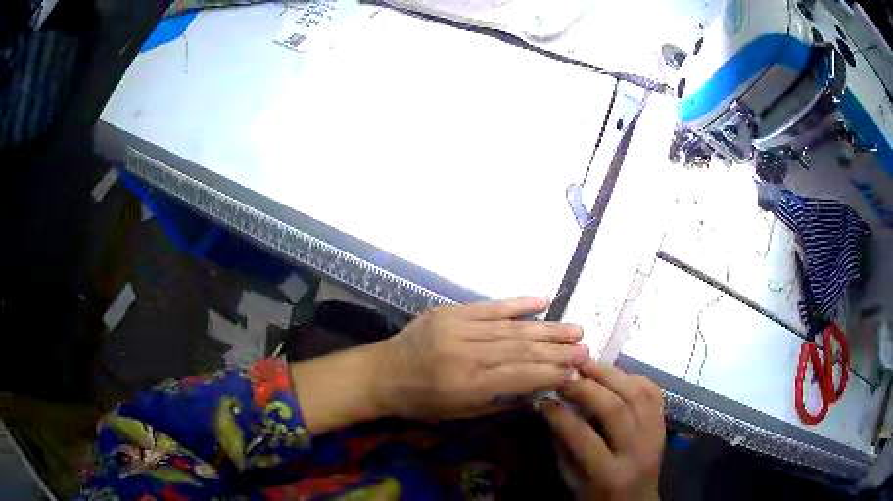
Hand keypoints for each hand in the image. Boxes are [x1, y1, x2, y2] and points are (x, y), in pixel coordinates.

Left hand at [373, 297, 588, 420]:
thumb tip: (538, 389)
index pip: (518, 376)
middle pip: (520, 349)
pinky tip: (543, 300)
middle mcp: (463, 353)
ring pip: (510, 327)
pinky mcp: (449, 312)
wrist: (380, 373)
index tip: (576, 371)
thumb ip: (499, 401)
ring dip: (546, 328)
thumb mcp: (458, 414)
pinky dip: (518, 303)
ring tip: (575, 329)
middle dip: (557, 350)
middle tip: (585, 349)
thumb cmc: (420, 402)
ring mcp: (456, 328)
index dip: (550, 373)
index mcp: (464, 385)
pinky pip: (490, 306)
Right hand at [542, 361, 664, 500]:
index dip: (561, 415)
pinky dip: (635, 377)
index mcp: (610, 474)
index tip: (543, 400)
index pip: (584, 437)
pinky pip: (654, 393)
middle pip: (615, 409)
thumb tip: (551, 411)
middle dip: (587, 387)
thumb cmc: (598, 498)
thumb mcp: (573, 482)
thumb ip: (564, 448)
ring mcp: (655, 435)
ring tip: (587, 364)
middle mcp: (638, 451)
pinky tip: (616, 374)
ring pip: (638, 394)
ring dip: (611, 374)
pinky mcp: (663, 425)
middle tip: (565, 375)